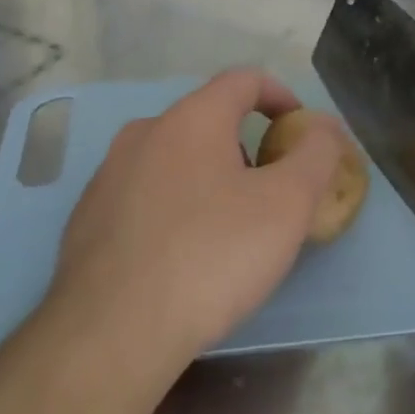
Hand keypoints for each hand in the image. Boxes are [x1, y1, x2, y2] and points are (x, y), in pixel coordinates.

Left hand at [45, 70, 346, 371]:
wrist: (111, 333)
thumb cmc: (211, 257)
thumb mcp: (286, 205)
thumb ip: (316, 155)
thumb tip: (327, 127)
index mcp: (191, 118)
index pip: (243, 80)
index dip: (280, 96)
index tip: (300, 130)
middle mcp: (144, 133)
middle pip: (208, 120)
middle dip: (247, 145)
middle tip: (270, 190)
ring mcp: (108, 174)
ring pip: (173, 158)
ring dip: (209, 176)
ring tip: (229, 227)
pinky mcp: (87, 216)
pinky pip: (143, 194)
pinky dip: (174, 206)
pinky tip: (182, 254)